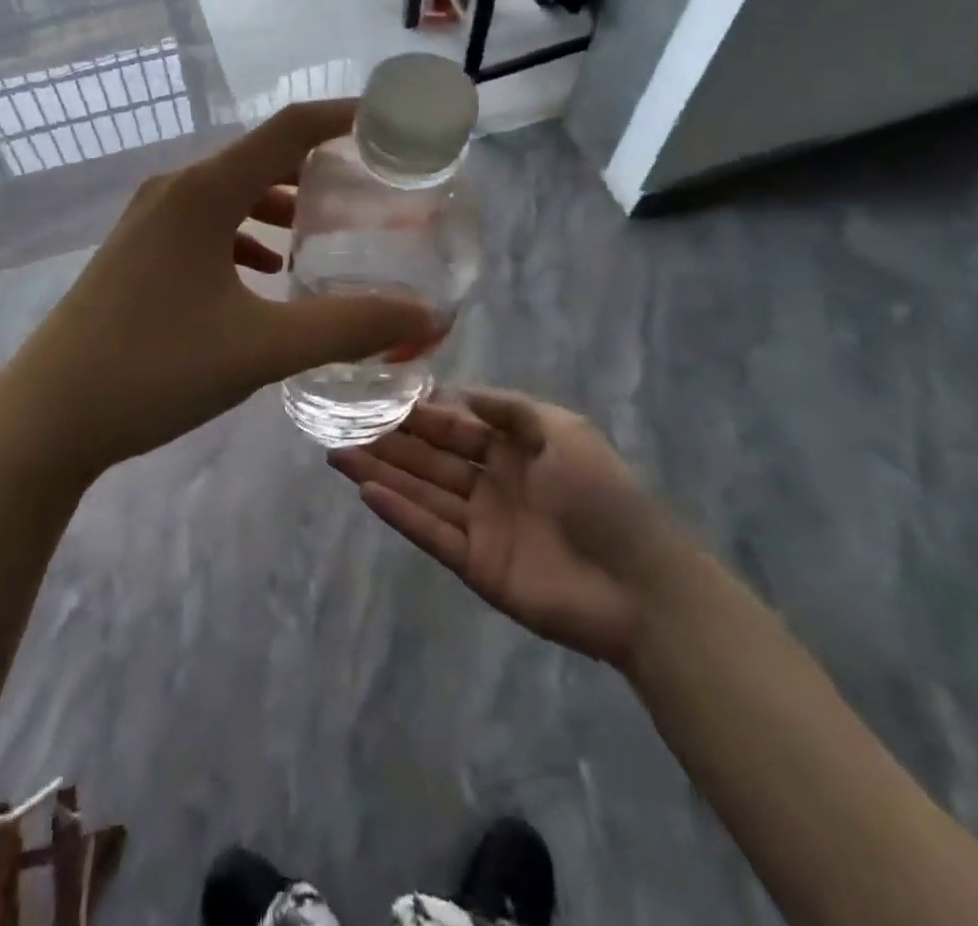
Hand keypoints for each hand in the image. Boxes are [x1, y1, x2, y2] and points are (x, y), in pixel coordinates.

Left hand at [0, 101, 439, 477]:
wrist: (47, 417)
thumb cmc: (154, 370)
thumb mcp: (262, 348)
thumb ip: (347, 327)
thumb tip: (423, 317)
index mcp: (204, 192)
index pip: (289, 129)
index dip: (345, 117)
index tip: (393, 124)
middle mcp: (175, 190)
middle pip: (261, 157)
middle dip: (320, 166)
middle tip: (373, 187)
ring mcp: (149, 220)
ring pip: (232, 192)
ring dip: (281, 204)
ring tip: (326, 230)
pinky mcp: (138, 251)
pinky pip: (207, 223)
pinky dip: (246, 235)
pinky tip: (266, 273)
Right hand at [328, 390, 670, 665]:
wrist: (640, 585)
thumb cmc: (602, 495)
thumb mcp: (565, 432)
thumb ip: (512, 409)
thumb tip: (461, 391)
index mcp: (513, 451)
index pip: (455, 427)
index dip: (419, 414)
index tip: (377, 398)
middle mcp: (490, 484)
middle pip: (430, 459)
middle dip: (388, 442)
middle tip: (341, 425)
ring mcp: (481, 526)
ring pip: (422, 492)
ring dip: (381, 473)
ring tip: (337, 454)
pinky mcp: (475, 565)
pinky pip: (430, 532)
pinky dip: (399, 513)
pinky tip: (367, 491)